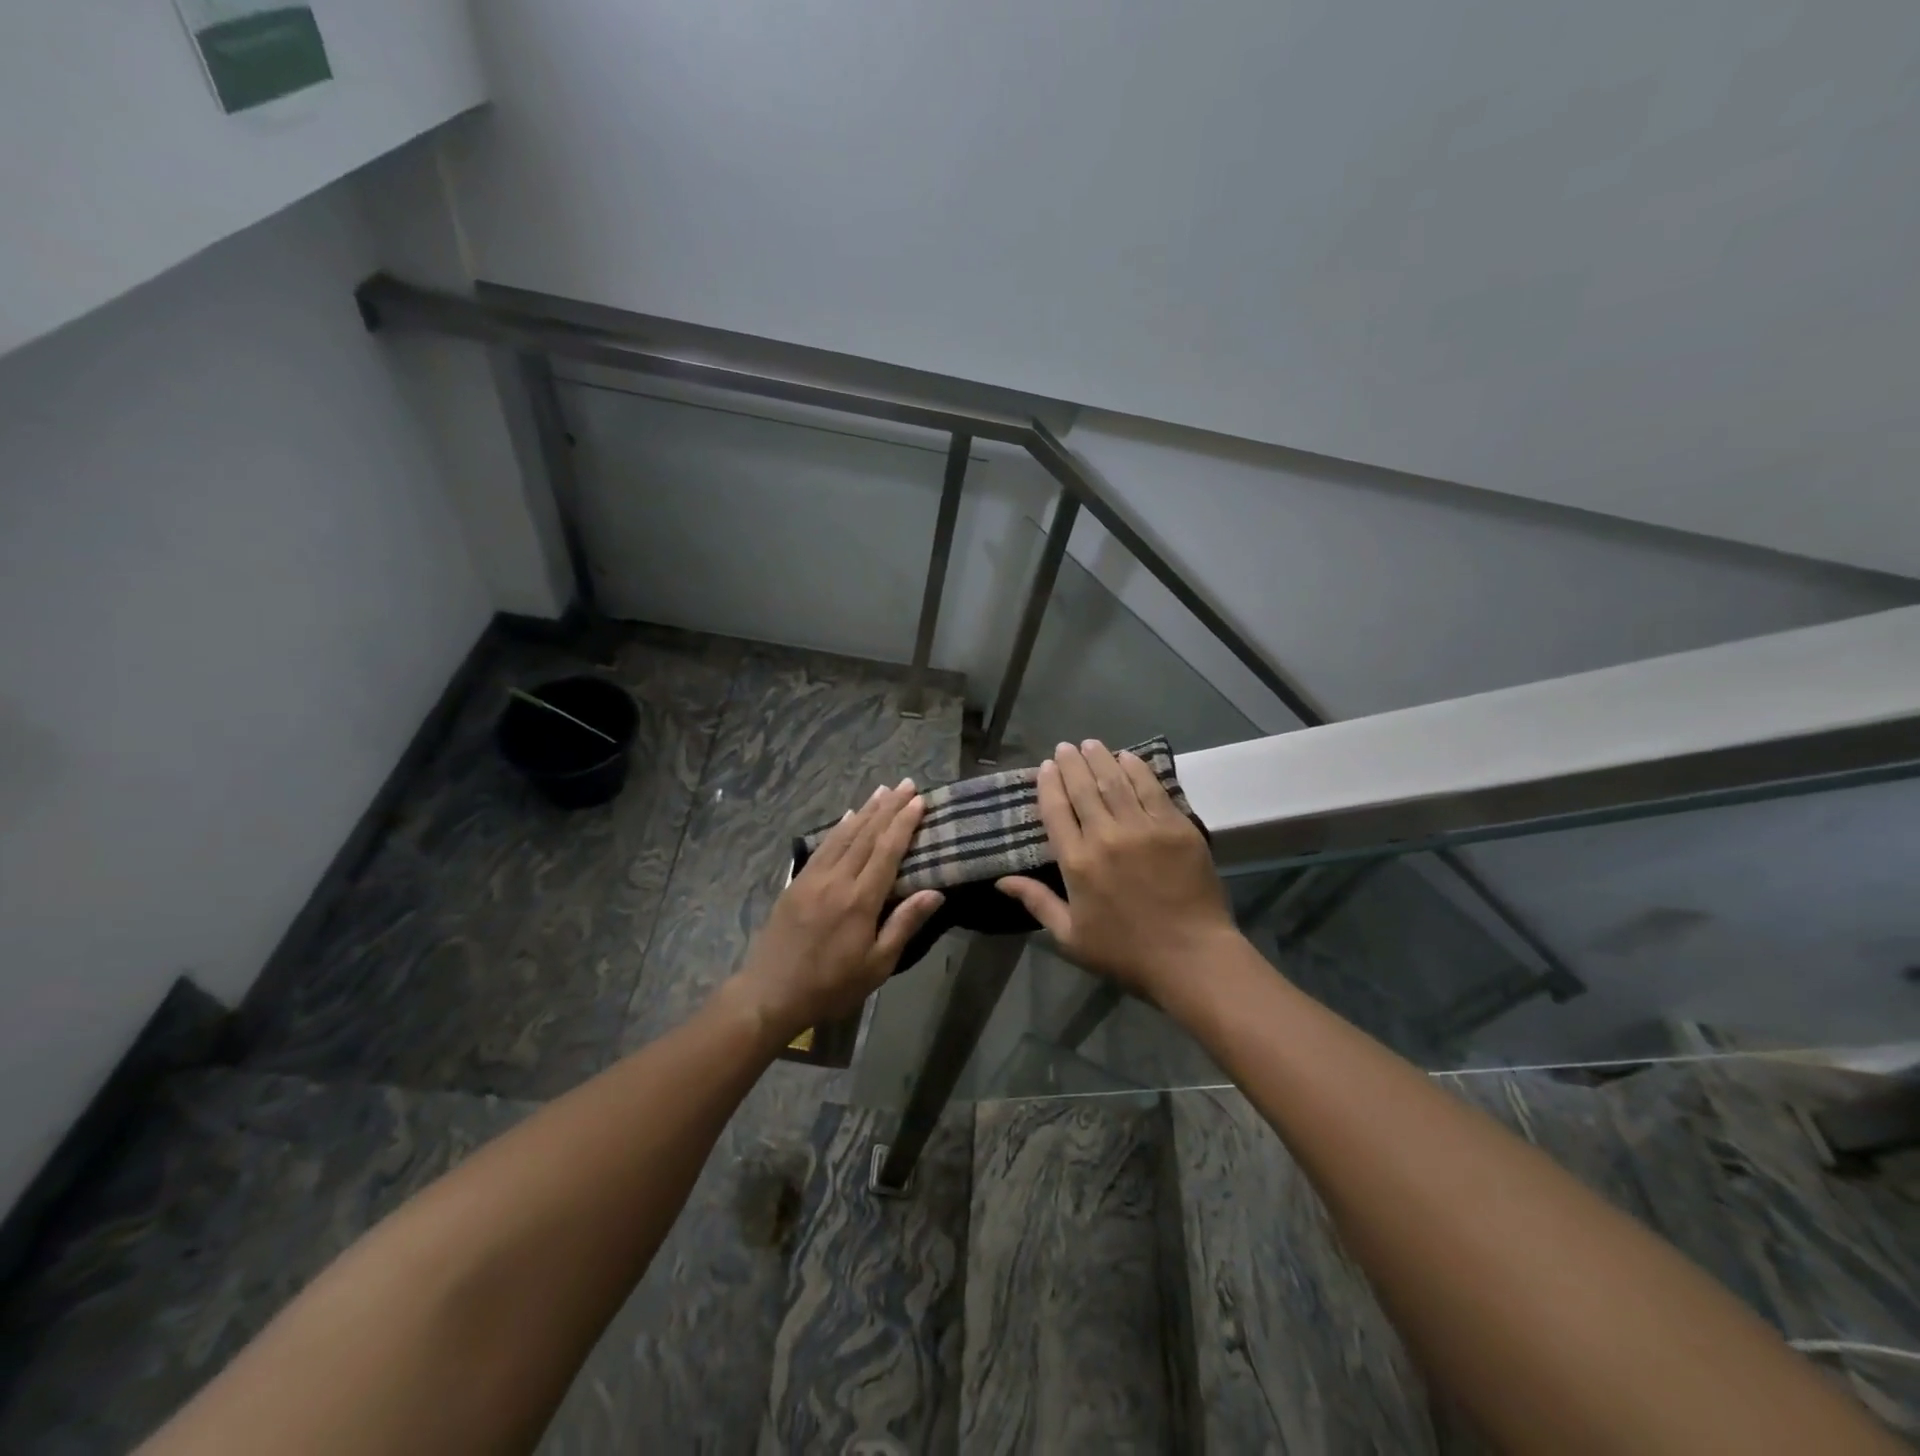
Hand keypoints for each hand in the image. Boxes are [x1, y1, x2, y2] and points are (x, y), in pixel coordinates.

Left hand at [727, 779, 944, 1044]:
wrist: (770, 993)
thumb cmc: (831, 985)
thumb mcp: (877, 965)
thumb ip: (904, 924)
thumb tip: (935, 892)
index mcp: (860, 900)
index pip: (887, 851)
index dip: (904, 823)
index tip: (919, 801)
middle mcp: (836, 880)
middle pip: (867, 835)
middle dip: (889, 807)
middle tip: (906, 784)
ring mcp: (813, 878)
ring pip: (844, 835)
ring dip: (865, 810)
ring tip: (882, 790)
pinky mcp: (797, 882)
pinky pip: (822, 846)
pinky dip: (838, 827)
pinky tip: (848, 816)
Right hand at [997, 740, 1238, 1001]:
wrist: (1191, 957)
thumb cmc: (1125, 952)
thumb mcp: (1070, 937)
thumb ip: (1037, 902)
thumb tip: (1001, 881)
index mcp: (1076, 862)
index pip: (1056, 811)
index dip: (1049, 784)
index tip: (1046, 767)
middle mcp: (1105, 836)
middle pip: (1083, 788)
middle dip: (1071, 764)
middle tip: (1066, 747)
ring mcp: (1143, 828)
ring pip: (1115, 781)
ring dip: (1100, 758)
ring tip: (1091, 744)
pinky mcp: (1175, 827)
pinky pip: (1151, 789)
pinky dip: (1137, 769)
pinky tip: (1128, 757)